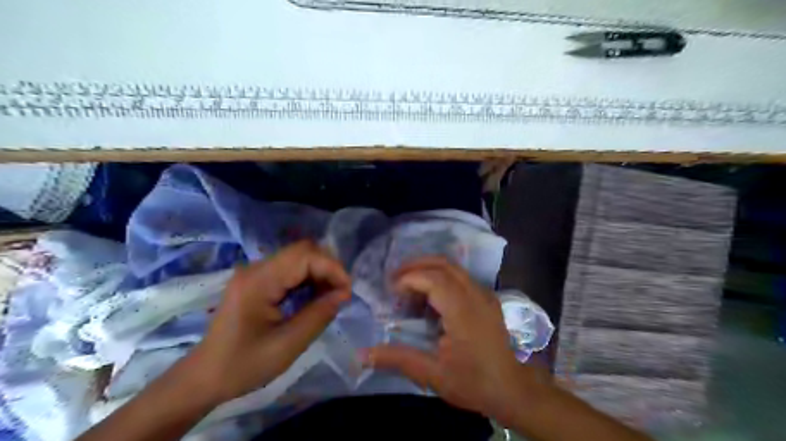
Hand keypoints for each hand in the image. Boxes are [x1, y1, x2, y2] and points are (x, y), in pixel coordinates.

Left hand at [187, 243, 350, 403]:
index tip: (347, 291)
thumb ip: (319, 315)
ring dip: (320, 273)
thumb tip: (343, 294)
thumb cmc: (243, 365)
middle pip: (302, 251)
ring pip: (298, 258)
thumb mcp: (288, 345)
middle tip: (341, 294)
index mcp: (259, 281)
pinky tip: (315, 297)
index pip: (304, 255)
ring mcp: (256, 273)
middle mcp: (257, 269)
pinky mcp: (257, 281)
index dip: (332, 267)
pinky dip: (308, 279)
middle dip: (328, 268)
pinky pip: (290, 270)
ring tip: (332, 297)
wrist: (205, 377)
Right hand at [363, 256, 540, 424]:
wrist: (514, 390)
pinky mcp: (487, 299)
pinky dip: (441, 278)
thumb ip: (398, 359)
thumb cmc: (474, 383)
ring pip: (453, 268)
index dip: (408, 279)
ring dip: (428, 270)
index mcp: (463, 310)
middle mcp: (476, 294)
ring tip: (408, 287)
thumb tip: (363, 354)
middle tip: (394, 279)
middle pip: (443, 264)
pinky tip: (430, 298)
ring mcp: (484, 294)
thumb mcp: (433, 374)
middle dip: (416, 265)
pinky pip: (461, 277)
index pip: (433, 278)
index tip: (391, 291)